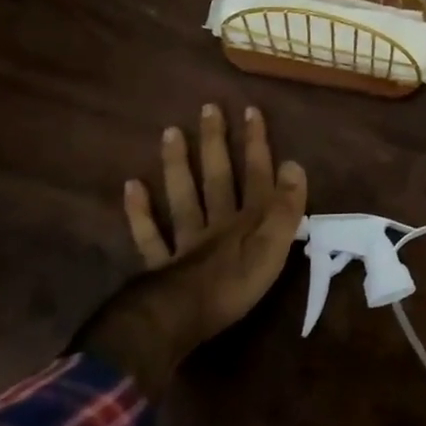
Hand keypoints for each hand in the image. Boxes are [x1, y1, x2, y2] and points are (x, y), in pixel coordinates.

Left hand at [76, 104, 307, 391]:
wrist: (183, 317)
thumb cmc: (236, 284)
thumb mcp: (275, 245)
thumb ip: (286, 207)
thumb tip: (294, 164)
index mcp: (249, 220)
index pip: (256, 175)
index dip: (256, 144)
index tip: (250, 110)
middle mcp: (217, 222)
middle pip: (218, 177)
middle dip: (216, 143)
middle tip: (208, 108)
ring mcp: (186, 241)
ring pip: (183, 196)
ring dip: (178, 164)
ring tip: (170, 132)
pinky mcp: (162, 264)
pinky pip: (150, 234)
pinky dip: (139, 210)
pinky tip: (131, 185)